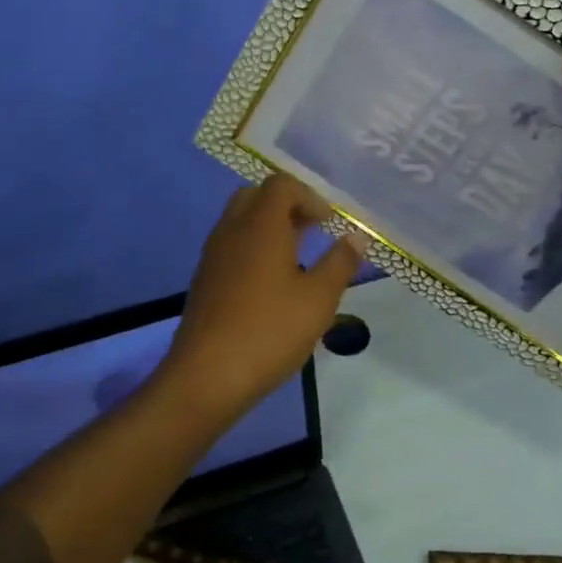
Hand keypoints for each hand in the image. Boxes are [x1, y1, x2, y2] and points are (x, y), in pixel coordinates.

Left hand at [161, 173, 369, 415]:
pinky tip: (271, 283)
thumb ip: (340, 263)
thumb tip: (357, 236)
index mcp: (260, 225)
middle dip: (287, 205)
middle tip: (312, 230)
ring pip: (240, 221)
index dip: (308, 196)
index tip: (329, 223)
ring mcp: (213, 255)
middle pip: (257, 196)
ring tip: (296, 257)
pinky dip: (253, 248)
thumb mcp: (318, 299)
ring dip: (269, 227)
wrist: (206, 376)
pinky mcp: (204, 280)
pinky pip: (230, 245)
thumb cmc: (269, 331)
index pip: (280, 185)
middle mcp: (232, 230)